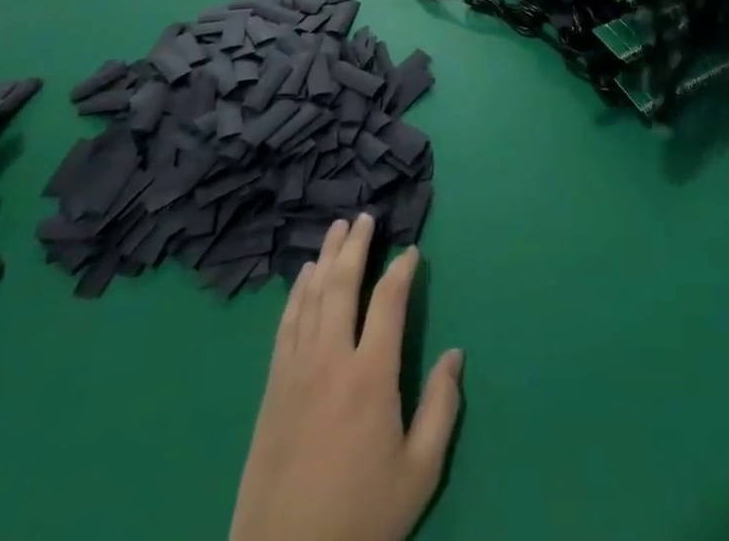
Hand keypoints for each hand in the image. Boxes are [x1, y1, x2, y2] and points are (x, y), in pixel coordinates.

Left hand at [231, 214, 463, 540]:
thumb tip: (456, 354)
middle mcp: (331, 360)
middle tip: (364, 217)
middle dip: (355, 246)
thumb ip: (441, 408)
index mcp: (370, 376)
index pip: (388, 302)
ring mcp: (296, 371)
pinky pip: (285, 325)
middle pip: (342, 286)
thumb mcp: (418, 472)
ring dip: (325, 258)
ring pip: (311, 297)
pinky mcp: (272, 388)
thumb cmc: (360, 517)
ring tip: (336, 230)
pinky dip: (296, 293)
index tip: (411, 250)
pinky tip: (302, 277)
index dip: (402, 271)